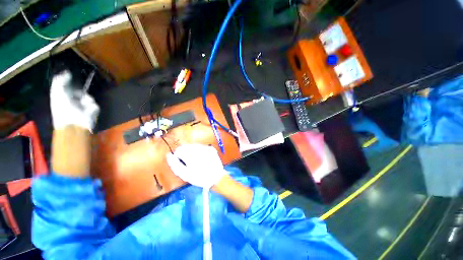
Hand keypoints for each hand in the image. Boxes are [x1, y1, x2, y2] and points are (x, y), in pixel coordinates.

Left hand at [50, 70, 99, 131]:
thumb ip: (60, 81)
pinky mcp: (92, 112)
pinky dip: (91, 108)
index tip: (71, 80)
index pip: (68, 86)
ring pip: (89, 97)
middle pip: (80, 91)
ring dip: (86, 100)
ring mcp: (83, 107)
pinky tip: (87, 111)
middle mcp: (73, 101)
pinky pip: (94, 105)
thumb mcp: (57, 92)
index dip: (70, 83)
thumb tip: (67, 72)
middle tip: (78, 95)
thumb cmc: (63, 108)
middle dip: (80, 92)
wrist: (74, 123)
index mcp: (62, 96)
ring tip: (82, 106)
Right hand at [166, 144, 226, 188]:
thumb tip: (169, 155)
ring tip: (196, 161)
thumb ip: (174, 164)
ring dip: (192, 151)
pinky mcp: (211, 148)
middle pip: (186, 146)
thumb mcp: (184, 174)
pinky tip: (203, 158)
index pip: (179, 149)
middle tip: (189, 162)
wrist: (217, 178)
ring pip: (194, 145)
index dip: (178, 156)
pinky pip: (202, 147)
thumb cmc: (199, 178)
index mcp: (190, 154)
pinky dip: (200, 151)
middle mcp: (199, 148)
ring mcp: (206, 147)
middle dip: (185, 153)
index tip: (182, 163)